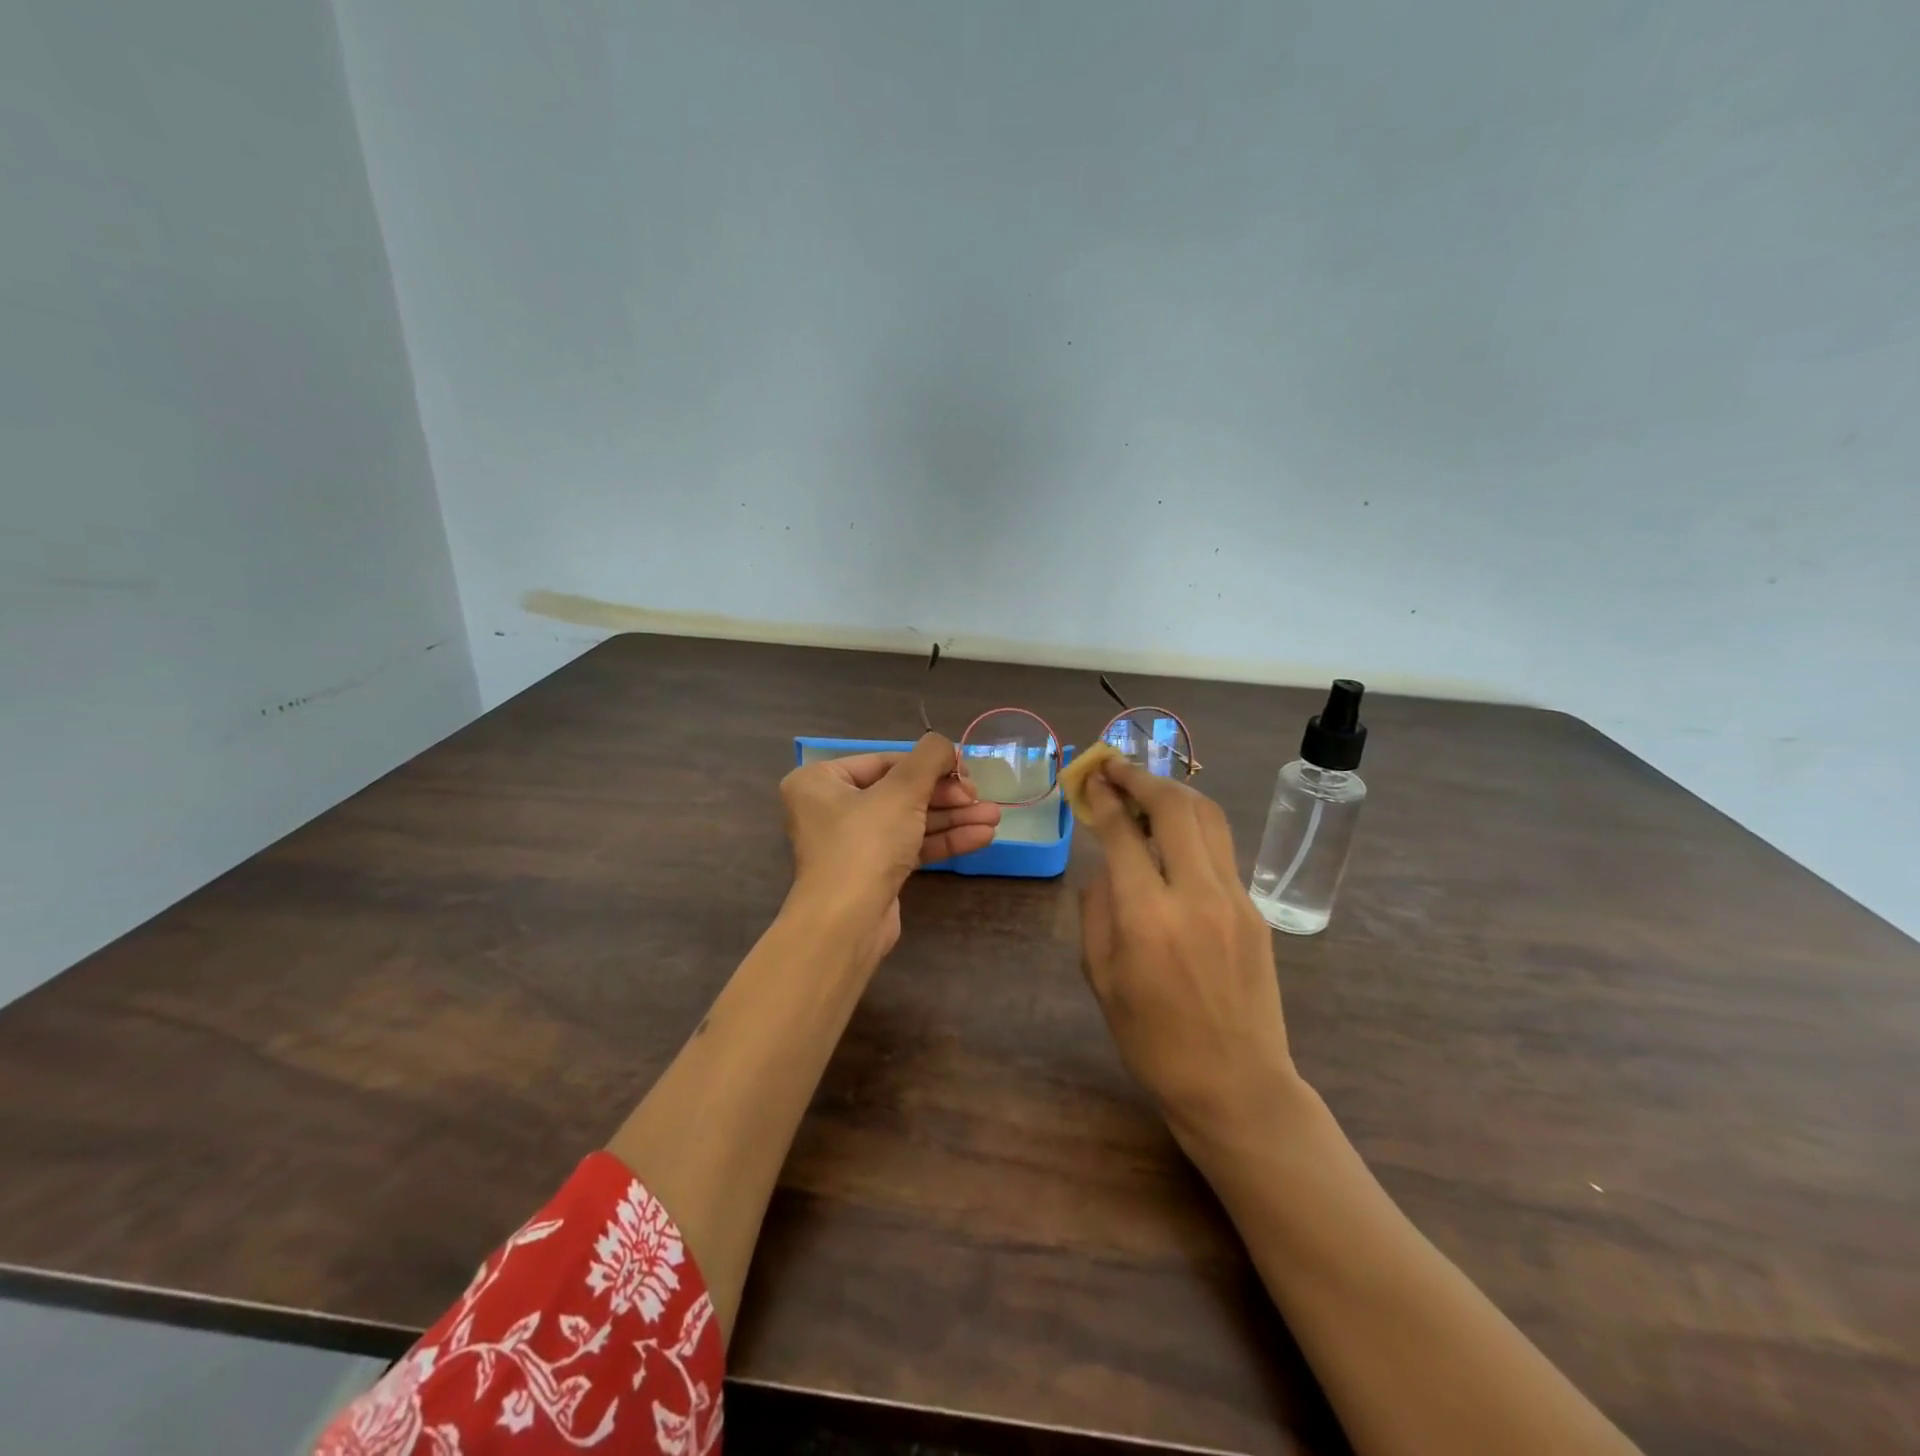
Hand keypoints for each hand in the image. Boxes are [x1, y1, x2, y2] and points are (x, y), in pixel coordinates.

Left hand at [779, 734, 1000, 959]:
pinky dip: (943, 840)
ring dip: (953, 818)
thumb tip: (946, 746)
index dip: (930, 764)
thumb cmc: (865, 843)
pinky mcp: (873, 871)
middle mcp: (831, 808)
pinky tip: (981, 837)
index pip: (886, 762)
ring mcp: (853, 842)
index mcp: (821, 781)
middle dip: (947, 796)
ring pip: (910, 820)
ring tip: (994, 818)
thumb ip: (930, 758)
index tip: (966, 770)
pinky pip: (911, 846)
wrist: (846, 923)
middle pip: (901, 792)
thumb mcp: (902, 790)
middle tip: (981, 798)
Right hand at [1078, 758, 1297, 1143]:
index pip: (1125, 833)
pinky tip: (1175, 833)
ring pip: (1209, 817)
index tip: (1091, 780)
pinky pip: (1222, 849)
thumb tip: (1106, 866)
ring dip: (1175, 791)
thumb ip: (1097, 911)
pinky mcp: (1255, 910)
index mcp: (1147, 918)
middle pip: (1176, 807)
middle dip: (1142, 778)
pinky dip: (1195, 825)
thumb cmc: (1153, 1041)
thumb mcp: (1102, 978)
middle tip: (1116, 768)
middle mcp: (1195, 895)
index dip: (1105, 798)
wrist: (1236, 1085)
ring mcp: (1234, 899)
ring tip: (1147, 786)